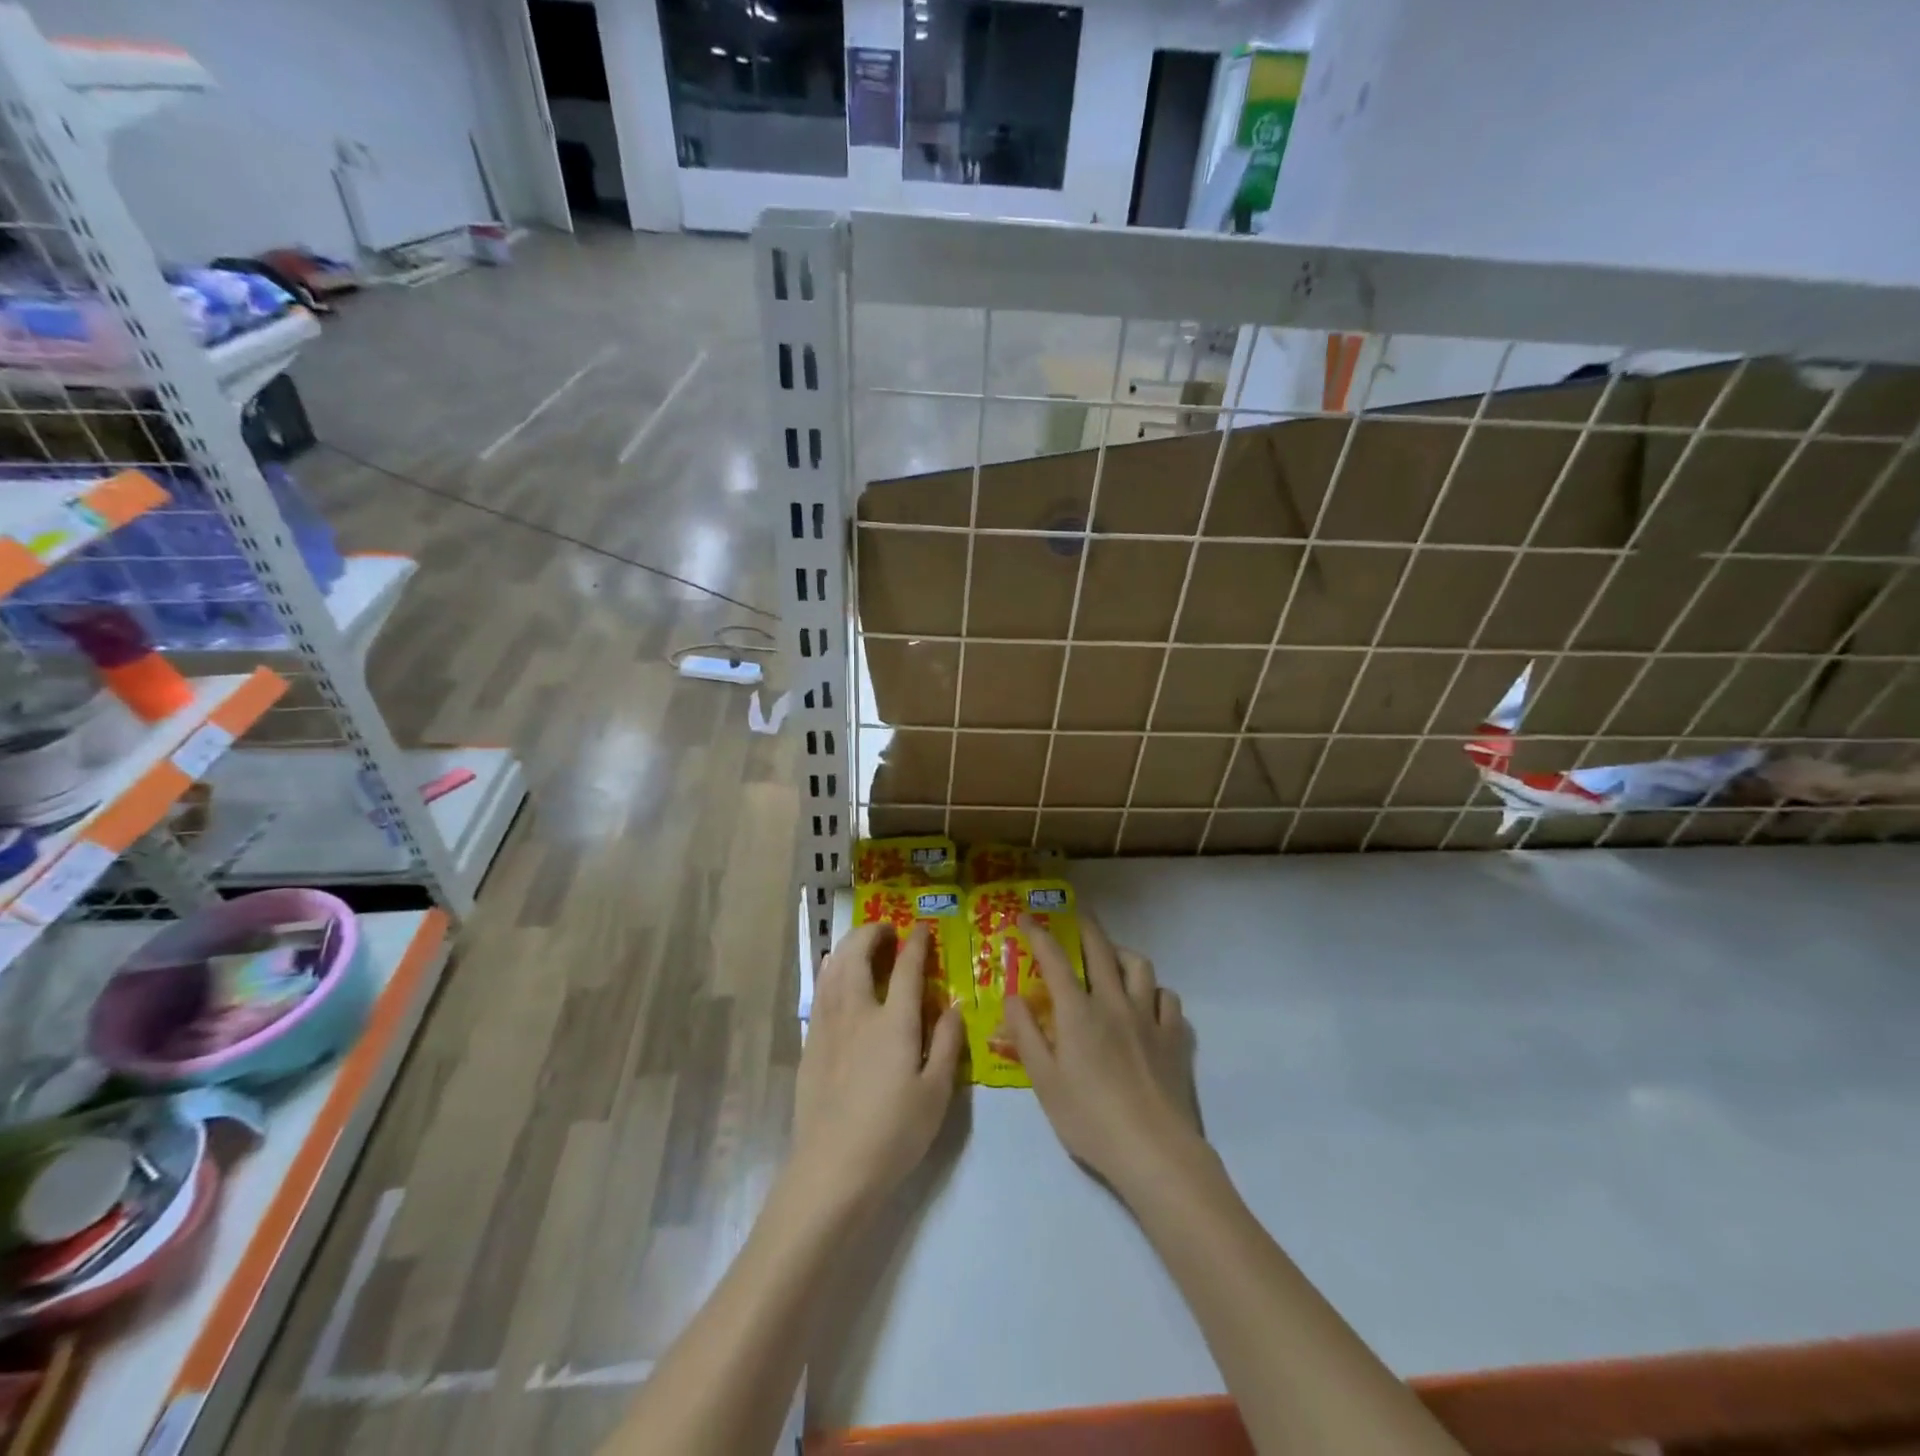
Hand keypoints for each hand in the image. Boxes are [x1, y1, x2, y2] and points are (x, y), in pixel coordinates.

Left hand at [790, 923, 964, 1213]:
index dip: (916, 943)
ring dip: (849, 947)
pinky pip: (820, 991)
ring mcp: (828, 1025)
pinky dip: (832, 971)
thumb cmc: (894, 1133)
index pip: (906, 967)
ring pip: (833, 968)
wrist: (832, 1169)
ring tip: (863, 946)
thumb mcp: (936, 1093)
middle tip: (887, 931)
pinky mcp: (810, 1043)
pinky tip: (839, 981)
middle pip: (858, 954)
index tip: (922, 929)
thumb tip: (953, 1007)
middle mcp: (857, 1012)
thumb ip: (946, 1043)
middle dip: (872, 933)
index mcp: (893, 1021)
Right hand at [1004, 915, 1203, 1195]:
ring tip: (1112, 958)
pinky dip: (1155, 991)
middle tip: (1074, 915)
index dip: (1038, 934)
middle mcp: (1114, 1003)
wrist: (1153, 1150)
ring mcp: (1149, 1017)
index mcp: (1078, 1012)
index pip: (1054, 959)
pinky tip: (1148, 1002)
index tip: (1025, 917)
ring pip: (1139, 966)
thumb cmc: (1089, 1119)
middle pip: (1100, 950)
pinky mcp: (1174, 1037)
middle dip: (1084, 926)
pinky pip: (1168, 998)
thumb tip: (1012, 996)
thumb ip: (1026, 1035)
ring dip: (1122, 954)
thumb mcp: (1044, 1082)